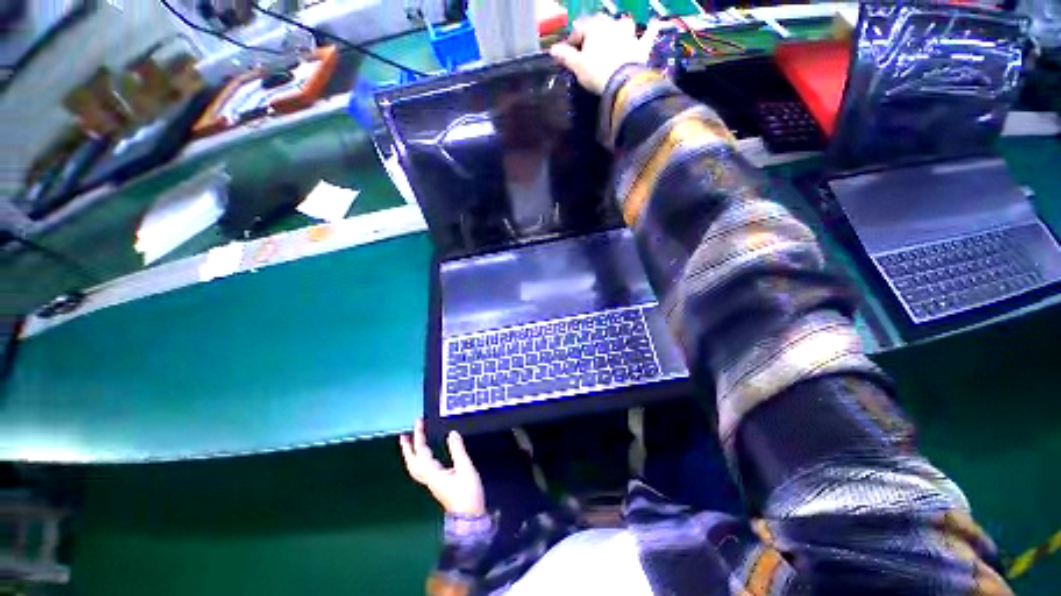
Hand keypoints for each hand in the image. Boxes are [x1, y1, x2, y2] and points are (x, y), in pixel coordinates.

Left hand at [399, 419, 485, 516]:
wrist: (469, 517)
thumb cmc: (467, 493)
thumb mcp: (465, 468)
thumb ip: (458, 450)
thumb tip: (452, 433)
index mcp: (433, 473)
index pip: (421, 451)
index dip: (419, 435)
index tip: (418, 421)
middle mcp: (429, 478)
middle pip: (412, 462)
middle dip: (407, 448)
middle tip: (405, 434)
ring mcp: (432, 483)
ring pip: (415, 467)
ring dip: (411, 454)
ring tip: (412, 443)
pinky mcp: (437, 485)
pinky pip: (422, 470)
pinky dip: (420, 459)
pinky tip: (426, 456)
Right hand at [550, 15, 668, 94]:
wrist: (621, 83)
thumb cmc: (596, 72)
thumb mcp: (577, 66)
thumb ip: (566, 56)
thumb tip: (552, 50)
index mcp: (594, 27)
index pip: (580, 28)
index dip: (573, 40)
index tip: (569, 53)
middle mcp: (612, 25)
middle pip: (600, 24)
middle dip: (594, 33)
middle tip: (588, 48)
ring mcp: (628, 34)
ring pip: (623, 24)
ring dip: (619, 28)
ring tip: (616, 35)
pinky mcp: (641, 46)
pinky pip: (648, 35)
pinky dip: (651, 30)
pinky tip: (655, 23)